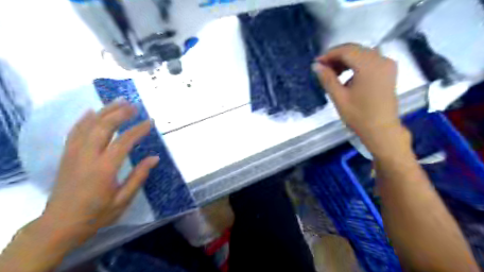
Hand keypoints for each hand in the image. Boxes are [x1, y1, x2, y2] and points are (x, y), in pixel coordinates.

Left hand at [42, 100, 157, 241]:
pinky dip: (84, 119)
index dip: (138, 130)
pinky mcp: (66, 155)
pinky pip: (74, 132)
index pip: (123, 142)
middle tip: (134, 106)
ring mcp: (74, 154)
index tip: (150, 122)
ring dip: (105, 111)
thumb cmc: (96, 215)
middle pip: (103, 127)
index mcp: (104, 169)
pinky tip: (92, 111)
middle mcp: (87, 157)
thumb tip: (154, 158)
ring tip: (119, 102)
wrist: (59, 225)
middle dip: (120, 114)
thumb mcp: (122, 200)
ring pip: (88, 125)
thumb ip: (138, 177)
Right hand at [314, 43, 406, 155]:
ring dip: (346, 60)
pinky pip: (370, 60)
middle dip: (337, 57)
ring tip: (333, 73)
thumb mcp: (339, 97)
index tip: (317, 63)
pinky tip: (347, 76)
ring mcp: (387, 65)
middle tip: (323, 68)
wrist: (381, 130)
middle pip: (355, 50)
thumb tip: (316, 66)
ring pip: (362, 54)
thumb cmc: (359, 116)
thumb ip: (327, 79)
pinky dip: (356, 64)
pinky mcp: (388, 72)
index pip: (346, 51)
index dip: (329, 54)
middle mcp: (381, 60)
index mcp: (369, 66)